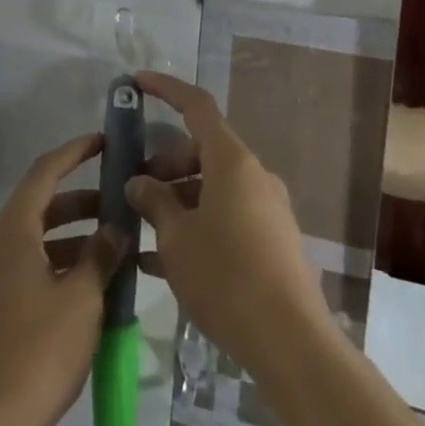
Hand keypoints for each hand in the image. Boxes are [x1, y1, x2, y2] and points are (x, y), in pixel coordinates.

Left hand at [0, 134, 127, 425]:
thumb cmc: (38, 350)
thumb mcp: (82, 299)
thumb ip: (101, 256)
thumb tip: (116, 228)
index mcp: (13, 230)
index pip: (45, 172)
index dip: (75, 152)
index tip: (104, 142)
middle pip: (41, 203)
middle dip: (81, 198)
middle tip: (119, 199)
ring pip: (37, 236)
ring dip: (74, 233)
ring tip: (114, 242)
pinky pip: (32, 264)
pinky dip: (61, 260)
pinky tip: (92, 281)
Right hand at [124, 72, 333, 378]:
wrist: (291, 343)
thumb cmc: (227, 277)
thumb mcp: (177, 238)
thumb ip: (154, 202)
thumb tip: (139, 182)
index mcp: (232, 161)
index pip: (197, 106)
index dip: (166, 89)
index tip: (137, 83)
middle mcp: (253, 176)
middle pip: (202, 151)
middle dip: (164, 165)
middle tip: (133, 191)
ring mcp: (266, 209)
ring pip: (212, 187)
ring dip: (177, 200)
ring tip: (142, 231)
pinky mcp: (272, 241)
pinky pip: (225, 217)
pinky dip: (196, 226)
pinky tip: (162, 263)